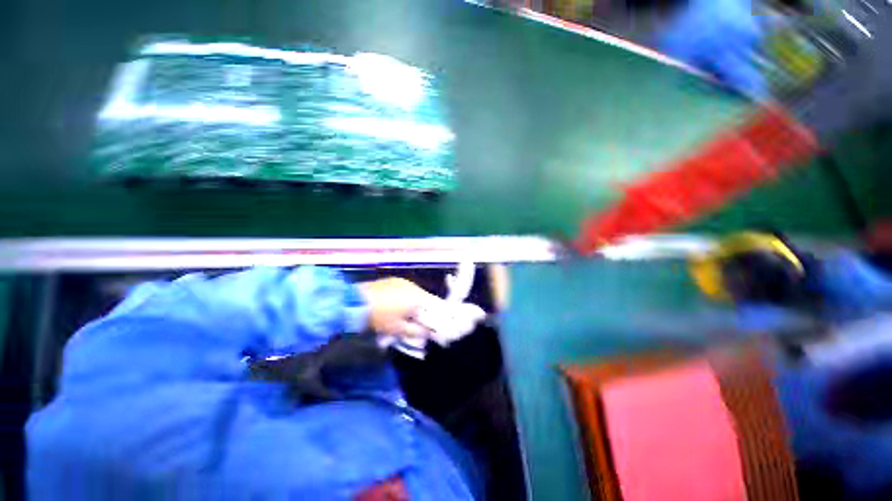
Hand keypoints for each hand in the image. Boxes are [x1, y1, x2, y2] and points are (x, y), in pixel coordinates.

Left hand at [357, 278, 441, 337]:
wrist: (355, 302)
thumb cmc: (380, 317)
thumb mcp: (398, 329)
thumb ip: (417, 331)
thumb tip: (427, 333)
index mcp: (417, 297)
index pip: (435, 305)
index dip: (436, 316)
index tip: (434, 326)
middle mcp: (413, 286)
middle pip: (426, 299)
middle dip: (425, 311)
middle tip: (420, 323)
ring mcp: (402, 281)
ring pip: (416, 294)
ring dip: (415, 304)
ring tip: (408, 315)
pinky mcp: (393, 280)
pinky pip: (406, 290)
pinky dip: (407, 298)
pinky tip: (399, 306)